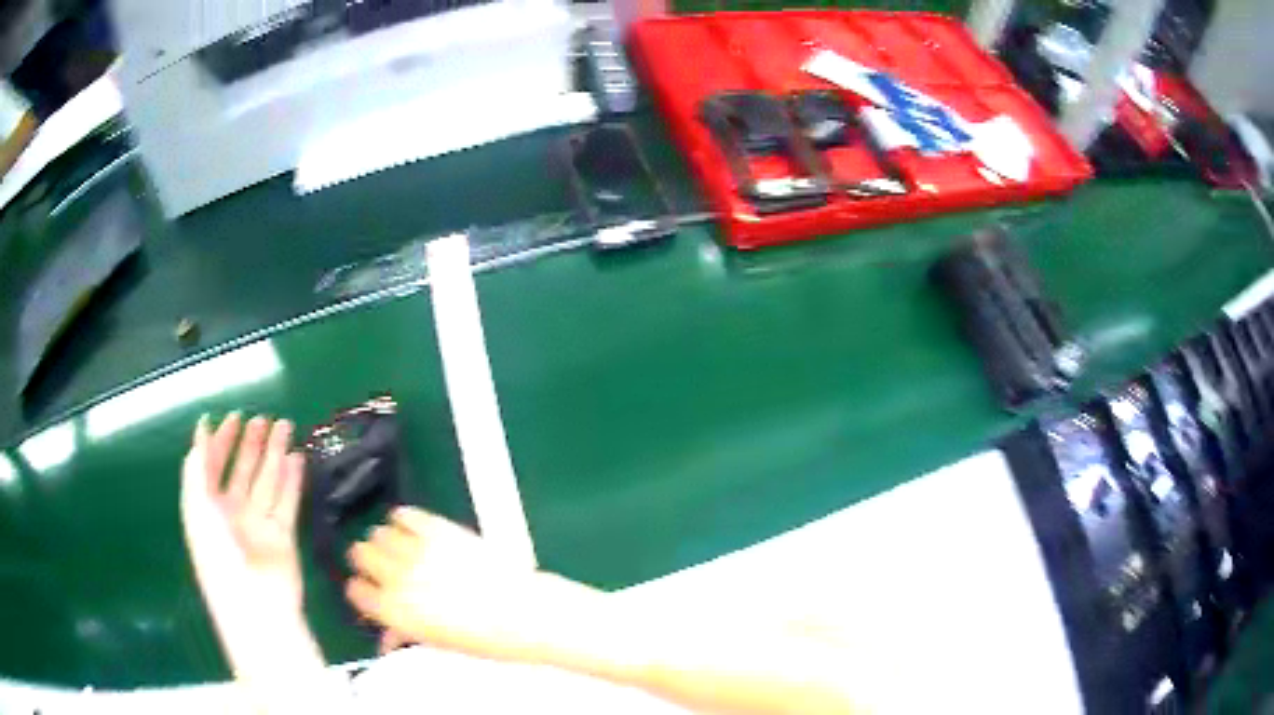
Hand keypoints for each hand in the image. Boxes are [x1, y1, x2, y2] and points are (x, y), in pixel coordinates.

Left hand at [182, 413, 342, 708]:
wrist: (254, 607)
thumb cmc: (217, 556)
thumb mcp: (197, 509)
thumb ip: (197, 469)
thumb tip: (200, 431)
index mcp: (207, 506)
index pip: (213, 466)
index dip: (220, 442)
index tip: (233, 417)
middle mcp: (232, 512)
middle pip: (243, 470)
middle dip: (252, 444)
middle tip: (264, 418)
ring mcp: (258, 523)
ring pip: (267, 481)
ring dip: (275, 455)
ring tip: (285, 427)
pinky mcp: (283, 535)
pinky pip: (287, 501)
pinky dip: (293, 480)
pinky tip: (297, 458)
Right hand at [346, 508, 597, 661]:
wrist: (522, 613)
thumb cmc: (484, 637)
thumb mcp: (439, 643)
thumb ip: (406, 634)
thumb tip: (389, 637)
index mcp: (395, 612)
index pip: (357, 592)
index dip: (360, 590)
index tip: (366, 589)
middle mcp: (397, 579)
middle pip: (360, 555)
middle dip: (367, 561)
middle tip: (380, 565)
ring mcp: (416, 551)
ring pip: (378, 533)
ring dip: (384, 540)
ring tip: (396, 547)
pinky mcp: (437, 529)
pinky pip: (406, 514)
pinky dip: (403, 518)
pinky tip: (408, 524)